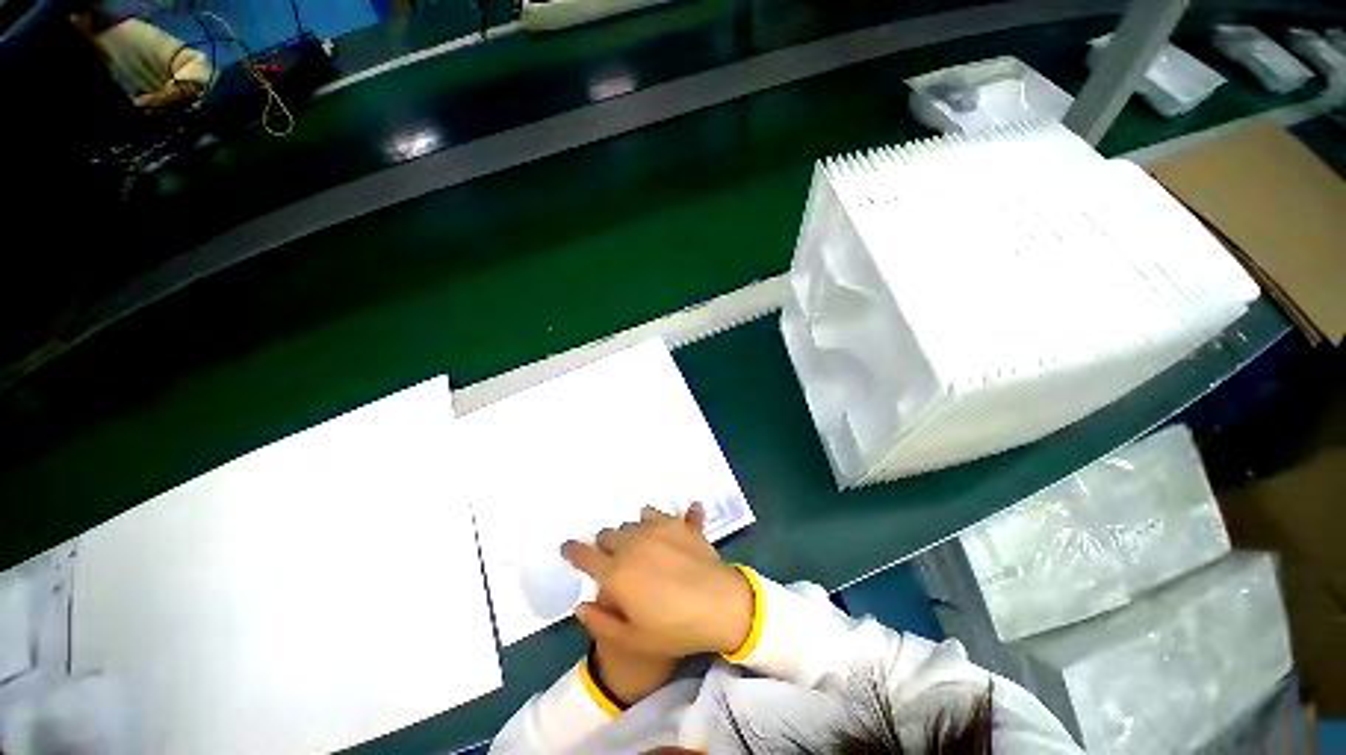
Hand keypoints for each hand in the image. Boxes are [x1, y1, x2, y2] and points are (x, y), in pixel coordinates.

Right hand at [561, 504, 754, 658]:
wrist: (721, 604)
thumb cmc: (675, 629)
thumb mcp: (633, 639)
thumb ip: (600, 622)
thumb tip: (579, 605)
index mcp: (616, 572)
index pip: (584, 555)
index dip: (572, 551)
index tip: (566, 547)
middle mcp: (632, 544)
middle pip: (607, 535)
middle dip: (604, 546)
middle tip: (613, 559)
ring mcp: (656, 528)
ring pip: (630, 523)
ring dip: (628, 534)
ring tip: (637, 548)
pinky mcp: (677, 523)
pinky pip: (657, 513)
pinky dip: (652, 519)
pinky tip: (659, 527)